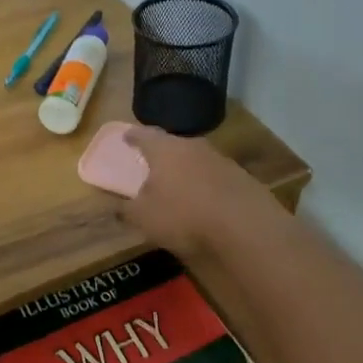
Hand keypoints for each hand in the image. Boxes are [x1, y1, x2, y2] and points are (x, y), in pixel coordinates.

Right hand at [120, 126, 283, 254]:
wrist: (246, 227)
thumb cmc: (183, 216)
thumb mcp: (143, 218)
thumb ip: (126, 209)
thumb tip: (116, 205)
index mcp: (164, 149)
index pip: (144, 135)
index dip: (133, 136)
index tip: (126, 137)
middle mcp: (192, 146)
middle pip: (172, 145)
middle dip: (162, 154)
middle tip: (152, 164)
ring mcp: (220, 160)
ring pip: (196, 160)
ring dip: (186, 170)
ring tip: (179, 186)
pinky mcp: (242, 178)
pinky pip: (215, 177)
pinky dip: (206, 185)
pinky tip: (205, 202)